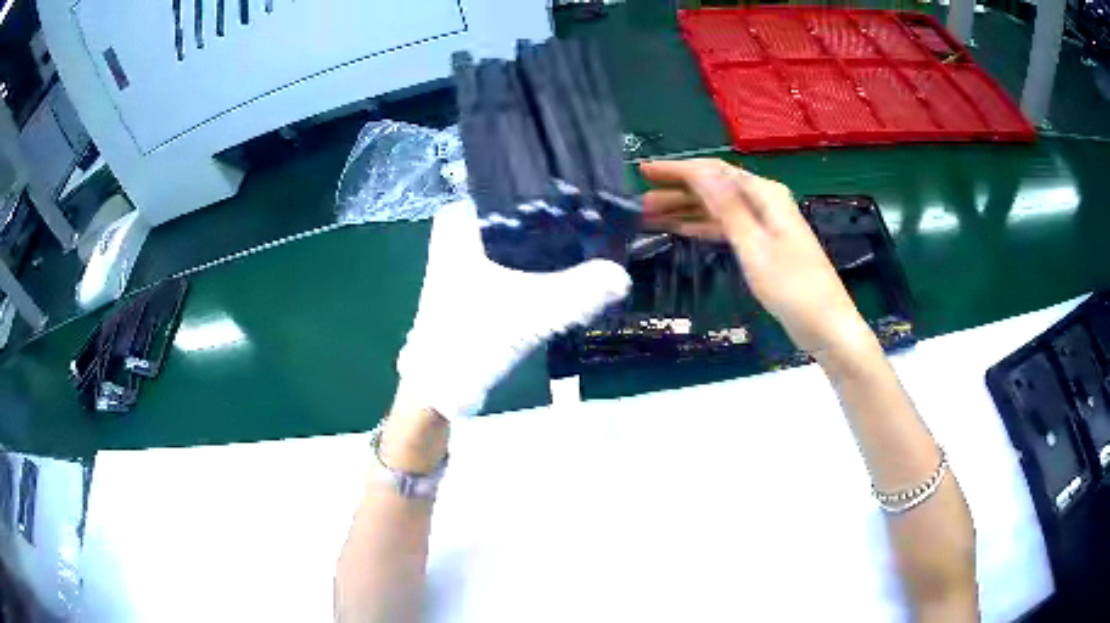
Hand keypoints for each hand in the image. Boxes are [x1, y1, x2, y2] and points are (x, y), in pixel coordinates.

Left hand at [394, 200, 630, 421]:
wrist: (440, 387)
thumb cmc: (472, 337)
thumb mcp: (531, 311)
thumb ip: (580, 291)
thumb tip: (623, 276)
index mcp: (461, 220)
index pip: (515, 188)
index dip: (554, 194)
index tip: (590, 199)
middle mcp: (460, 231)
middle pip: (521, 215)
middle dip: (558, 222)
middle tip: (597, 224)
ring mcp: (465, 258)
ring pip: (519, 239)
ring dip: (550, 247)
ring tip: (590, 244)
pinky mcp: (475, 283)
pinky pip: (514, 262)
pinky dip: (538, 267)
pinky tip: (566, 273)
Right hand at [639, 159, 873, 355]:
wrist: (826, 325)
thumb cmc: (793, 287)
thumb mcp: (755, 246)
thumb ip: (727, 207)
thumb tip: (700, 170)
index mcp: (764, 194)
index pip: (714, 172)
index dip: (678, 170)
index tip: (644, 172)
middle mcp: (764, 202)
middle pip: (714, 188)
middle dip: (677, 191)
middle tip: (639, 201)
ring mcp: (764, 224)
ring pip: (717, 209)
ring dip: (685, 210)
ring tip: (649, 216)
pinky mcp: (763, 245)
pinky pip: (726, 228)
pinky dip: (702, 227)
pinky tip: (680, 229)